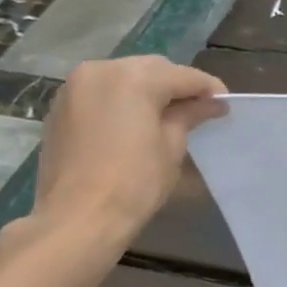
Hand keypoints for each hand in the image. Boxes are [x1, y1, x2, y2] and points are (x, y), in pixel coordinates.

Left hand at [32, 57, 226, 245]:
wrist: (79, 216)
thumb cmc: (135, 182)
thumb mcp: (172, 146)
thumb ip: (190, 116)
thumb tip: (211, 104)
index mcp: (134, 78)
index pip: (183, 76)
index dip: (208, 89)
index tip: (225, 104)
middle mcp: (101, 70)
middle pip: (151, 69)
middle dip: (176, 85)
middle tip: (199, 109)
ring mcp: (75, 87)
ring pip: (123, 76)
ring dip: (148, 90)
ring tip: (167, 115)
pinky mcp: (61, 107)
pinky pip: (101, 92)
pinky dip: (122, 100)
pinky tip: (134, 122)